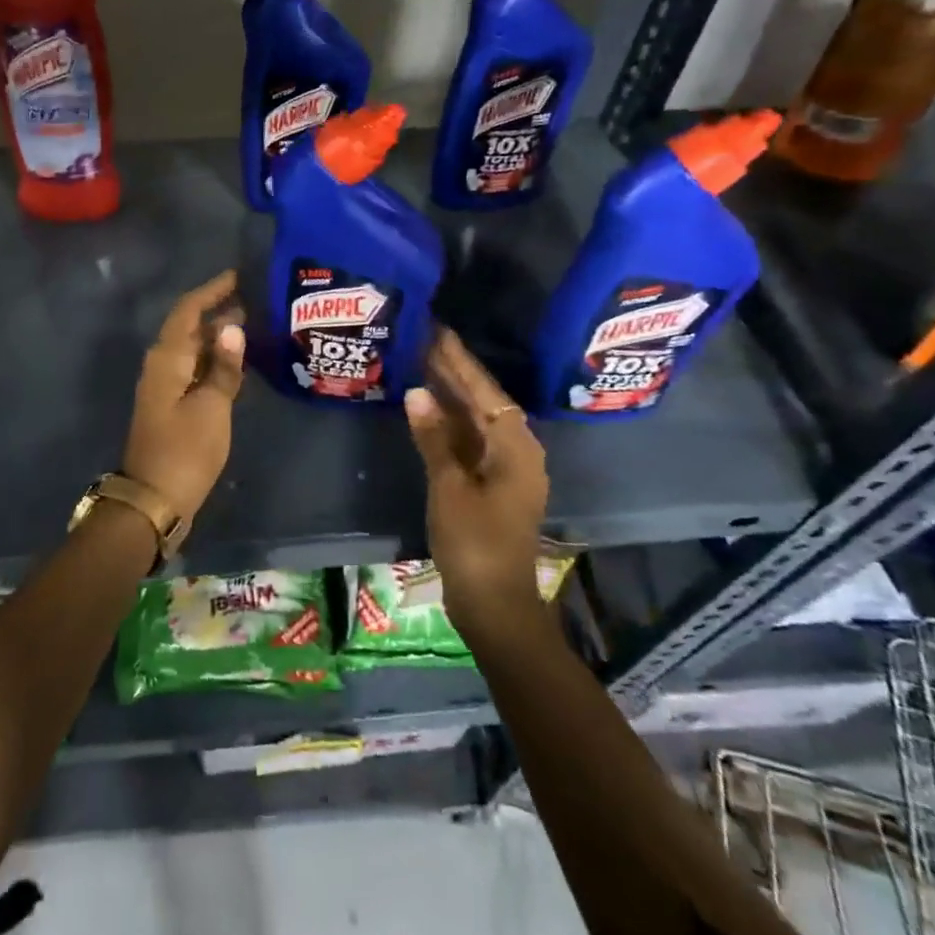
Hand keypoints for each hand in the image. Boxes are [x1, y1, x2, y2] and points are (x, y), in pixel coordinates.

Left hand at [123, 271, 245, 522]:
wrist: (154, 500)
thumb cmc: (185, 450)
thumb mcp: (212, 407)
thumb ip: (223, 367)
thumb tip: (232, 327)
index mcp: (167, 358)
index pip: (188, 310)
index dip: (212, 290)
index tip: (239, 276)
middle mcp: (162, 365)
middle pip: (189, 327)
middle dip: (219, 311)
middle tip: (256, 300)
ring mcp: (165, 386)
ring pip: (192, 349)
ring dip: (218, 336)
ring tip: (254, 324)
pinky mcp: (172, 405)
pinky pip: (194, 370)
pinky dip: (215, 361)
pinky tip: (238, 362)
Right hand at [405, 329, 550, 640]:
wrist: (493, 603)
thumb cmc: (474, 543)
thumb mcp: (449, 486)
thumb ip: (434, 438)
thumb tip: (417, 392)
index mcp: (516, 448)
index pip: (485, 391)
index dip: (459, 361)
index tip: (438, 331)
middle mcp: (517, 452)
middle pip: (482, 402)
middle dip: (454, 372)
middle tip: (423, 339)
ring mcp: (504, 469)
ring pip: (475, 421)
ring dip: (450, 395)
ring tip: (420, 362)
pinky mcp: (490, 485)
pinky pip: (469, 441)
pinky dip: (449, 423)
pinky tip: (426, 408)